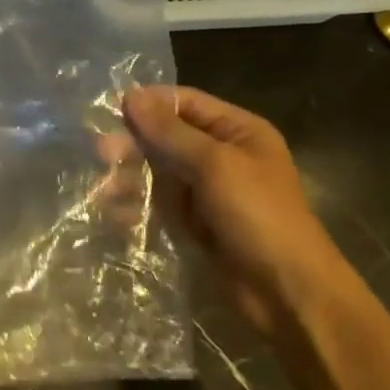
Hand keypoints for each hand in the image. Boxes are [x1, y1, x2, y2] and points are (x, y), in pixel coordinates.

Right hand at [122, 86, 351, 334]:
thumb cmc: (259, 216)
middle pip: (167, 137)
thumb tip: (131, 96)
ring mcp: (207, 191)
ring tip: (103, 190)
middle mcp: (222, 155)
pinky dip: (137, 206)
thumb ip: (170, 132)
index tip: (110, 110)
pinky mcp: (194, 224)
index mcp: (238, 131)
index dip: (149, 105)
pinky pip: (159, 204)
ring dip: (130, 178)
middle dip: (134, 144)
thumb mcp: (215, 165)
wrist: (288, 293)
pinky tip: (116, 214)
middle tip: (101, 153)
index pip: (185, 103)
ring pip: (158, 172)